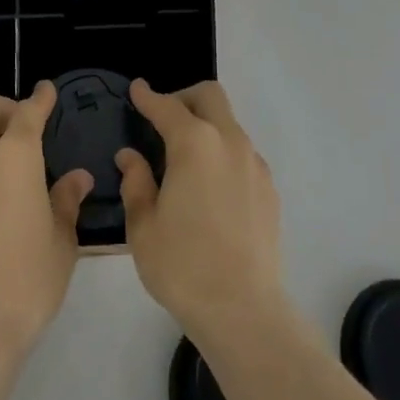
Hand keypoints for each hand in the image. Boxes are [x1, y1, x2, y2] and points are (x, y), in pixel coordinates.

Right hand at [116, 79, 283, 343]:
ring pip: (229, 123)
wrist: (243, 309)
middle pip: (209, 96)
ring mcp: (254, 163)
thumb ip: (136, 182)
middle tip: (163, 120)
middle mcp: (229, 141)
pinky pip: (242, 153)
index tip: (136, 89)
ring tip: (184, 159)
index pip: (166, 106)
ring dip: (206, 126)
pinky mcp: (269, 187)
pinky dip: (222, 153)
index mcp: (194, 144)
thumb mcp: (143, 227)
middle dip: (184, 98)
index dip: (148, 96)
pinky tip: (209, 187)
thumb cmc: (183, 266)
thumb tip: (131, 156)